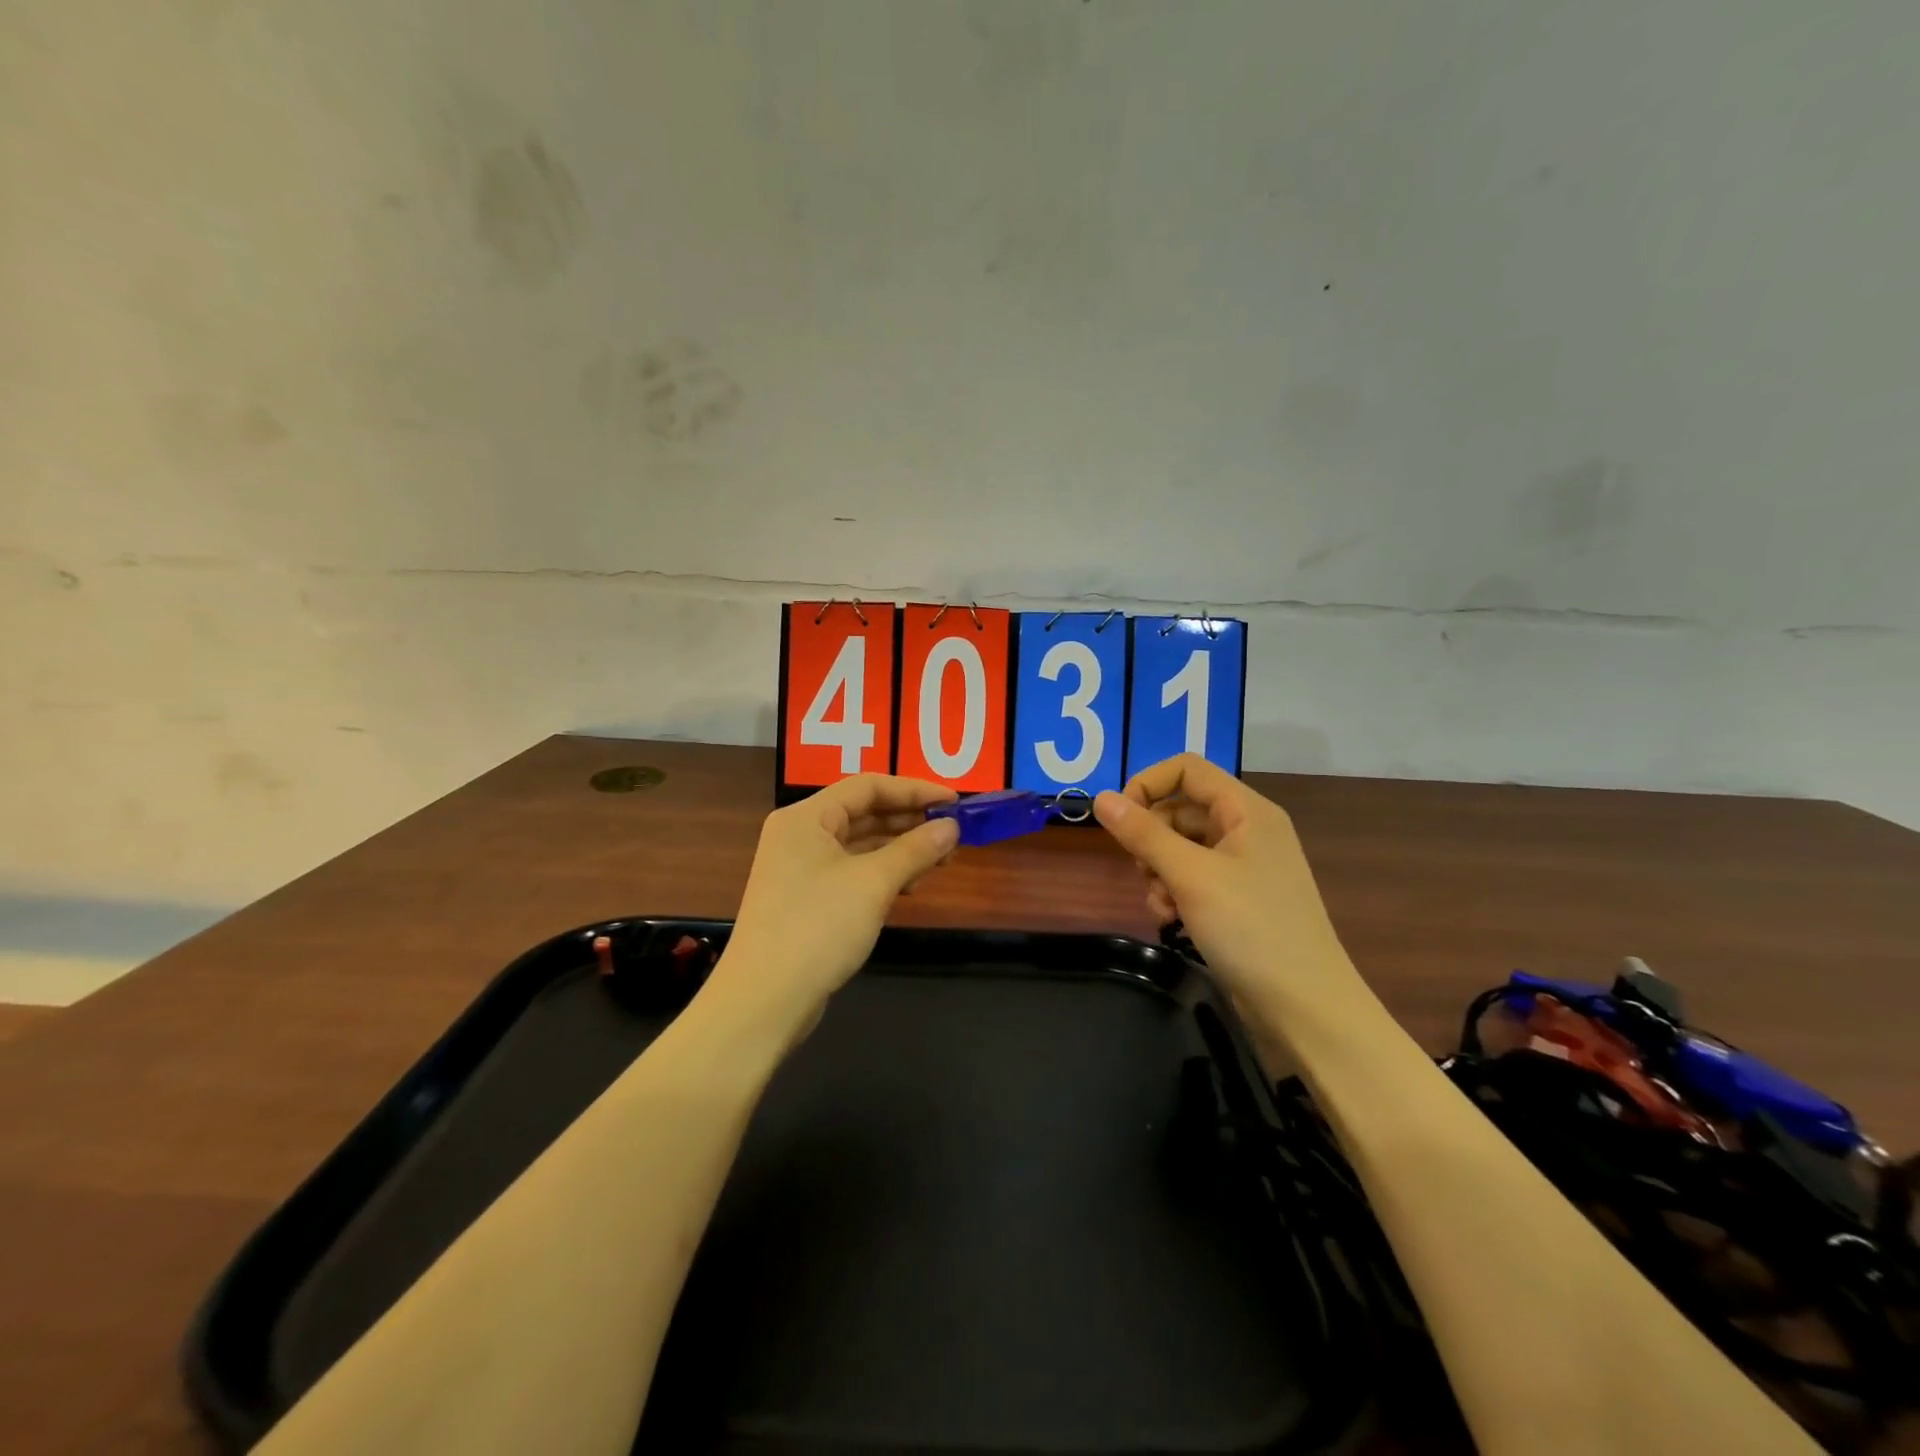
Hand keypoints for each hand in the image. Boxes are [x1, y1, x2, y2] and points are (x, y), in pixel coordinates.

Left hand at [708, 775, 960, 1032]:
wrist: (764, 1001)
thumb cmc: (817, 928)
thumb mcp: (873, 883)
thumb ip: (915, 849)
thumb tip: (952, 827)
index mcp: (806, 817)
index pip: (867, 786)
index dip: (914, 789)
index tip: (955, 802)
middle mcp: (800, 835)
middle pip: (863, 812)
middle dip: (910, 820)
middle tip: (954, 833)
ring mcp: (800, 869)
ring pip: (860, 844)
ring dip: (900, 848)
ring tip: (941, 860)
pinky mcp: (806, 899)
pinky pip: (852, 871)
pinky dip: (883, 873)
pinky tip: (911, 885)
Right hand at [1093, 754, 1362, 1018]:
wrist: (1305, 1008)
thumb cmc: (1251, 929)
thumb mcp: (1190, 876)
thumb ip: (1143, 834)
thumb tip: (1101, 798)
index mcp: (1246, 810)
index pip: (1186, 769)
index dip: (1147, 784)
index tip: (1119, 819)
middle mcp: (1247, 830)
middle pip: (1181, 809)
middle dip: (1152, 837)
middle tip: (1142, 870)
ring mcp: (1244, 866)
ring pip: (1182, 846)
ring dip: (1159, 870)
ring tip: (1161, 904)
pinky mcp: (1238, 898)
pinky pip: (1193, 877)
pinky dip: (1175, 892)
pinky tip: (1171, 919)